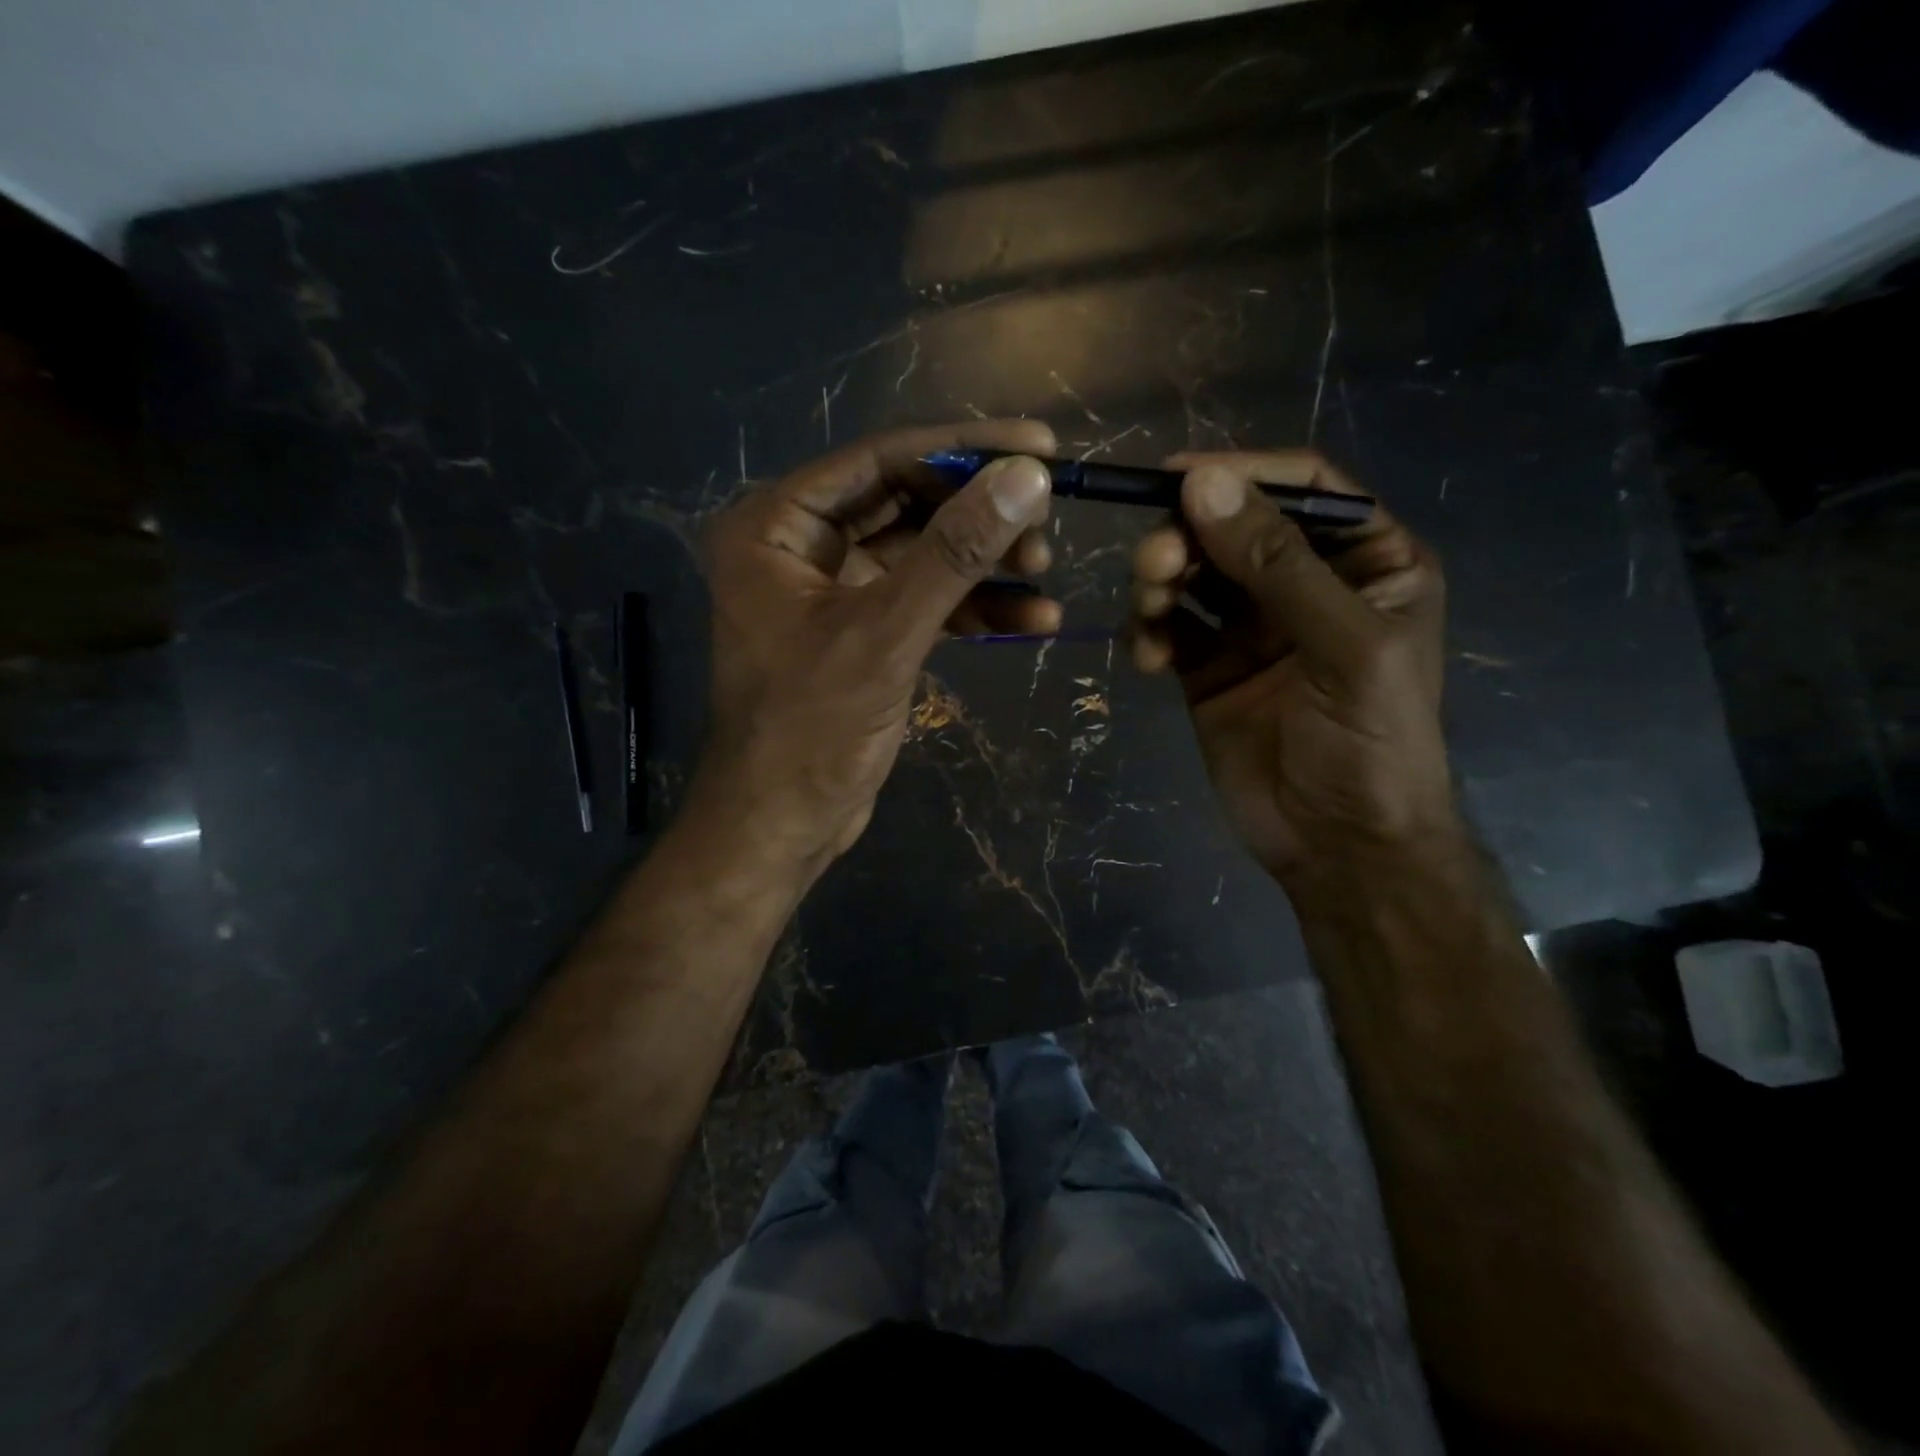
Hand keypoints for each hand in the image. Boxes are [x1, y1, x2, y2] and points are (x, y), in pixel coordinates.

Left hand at [695, 419, 1058, 865]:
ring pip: (921, 555)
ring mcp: (833, 591)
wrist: (783, 825)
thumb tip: (1025, 476)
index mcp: (775, 526)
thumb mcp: (886, 634)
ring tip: (1046, 570)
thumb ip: (955, 553)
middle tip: (1047, 520)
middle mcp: (799, 546)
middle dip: (978, 515)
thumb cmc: (812, 729)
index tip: (1039, 444)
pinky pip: (924, 602)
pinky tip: (1034, 619)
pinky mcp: (862, 633)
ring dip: (984, 563)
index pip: (879, 461)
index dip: (963, 449)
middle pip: (905, 504)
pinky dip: (974, 609)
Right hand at [1129, 451, 1454, 885]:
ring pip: (1193, 573)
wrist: (1340, 846)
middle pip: (1234, 527)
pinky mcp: (1207, 668)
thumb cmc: (1370, 742)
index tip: (1176, 476)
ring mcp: (1252, 627)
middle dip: (1189, 537)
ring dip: (1161, 581)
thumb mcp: (1343, 644)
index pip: (1303, 488)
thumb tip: (1202, 483)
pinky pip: (1169, 627)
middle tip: (1155, 564)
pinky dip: (1149, 631)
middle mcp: (1306, 584)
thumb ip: (1277, 563)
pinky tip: (1146, 658)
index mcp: (1367, 562)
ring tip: (1150, 610)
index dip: (1242, 473)